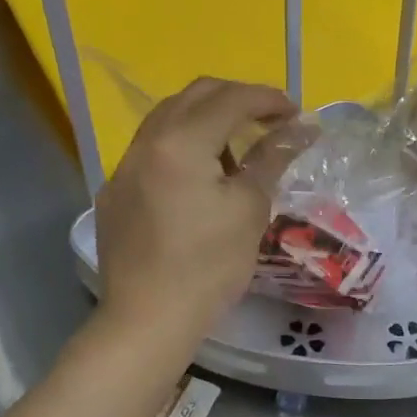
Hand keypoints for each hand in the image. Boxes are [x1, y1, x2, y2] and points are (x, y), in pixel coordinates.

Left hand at [95, 78, 309, 349]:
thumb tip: (299, 129)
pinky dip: (183, 143)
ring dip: (208, 117)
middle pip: (196, 95)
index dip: (269, 99)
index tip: (296, 113)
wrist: (146, 322)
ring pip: (170, 117)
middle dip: (238, 98)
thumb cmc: (207, 267)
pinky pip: (153, 147)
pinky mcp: (116, 190)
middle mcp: (147, 142)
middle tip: (270, 120)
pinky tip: (200, 177)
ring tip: (237, 147)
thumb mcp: (249, 209)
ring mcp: (125, 165)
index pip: (231, 99)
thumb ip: (271, 158)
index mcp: (181, 142)